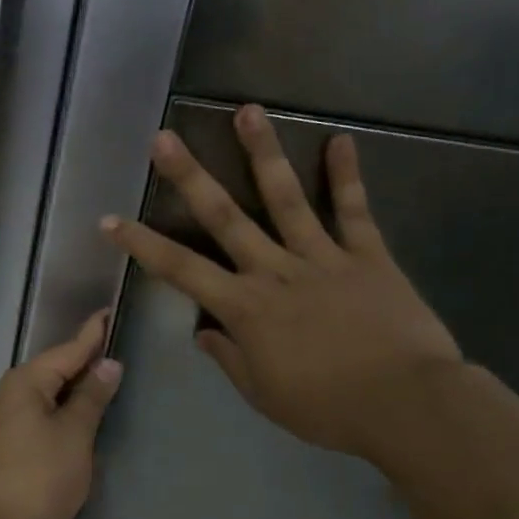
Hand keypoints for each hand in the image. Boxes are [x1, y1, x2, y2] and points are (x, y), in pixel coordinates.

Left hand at [0, 312, 123, 518]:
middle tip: (114, 348)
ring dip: (75, 392)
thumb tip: (107, 364)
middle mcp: (12, 396)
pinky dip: (64, 417)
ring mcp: (7, 425)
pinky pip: (44, 421)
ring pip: (49, 398)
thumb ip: (91, 398)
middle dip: (83, 362)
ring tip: (105, 382)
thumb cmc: (37, 477)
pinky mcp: (9, 451)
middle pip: (55, 372)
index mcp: (27, 383)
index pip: (67, 350)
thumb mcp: (73, 435)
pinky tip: (82, 423)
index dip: (91, 335)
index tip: (108, 312)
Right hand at [101, 106, 461, 462]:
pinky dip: (348, 175)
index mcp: (245, 307)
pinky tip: (342, 139)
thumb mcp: (264, 394)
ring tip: (248, 111)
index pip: (179, 270)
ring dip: (263, 153)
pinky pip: (355, 211)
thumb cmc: (328, 408)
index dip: (141, 244)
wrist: (408, 406)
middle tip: (165, 138)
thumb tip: (204, 332)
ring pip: (286, 198)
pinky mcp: (368, 256)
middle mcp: (274, 271)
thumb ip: (230, 358)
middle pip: (224, 217)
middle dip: (190, 176)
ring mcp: (322, 258)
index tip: (110, 220)